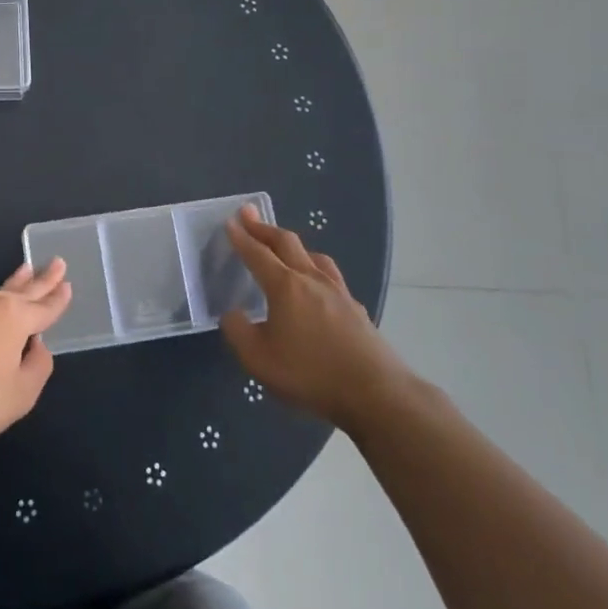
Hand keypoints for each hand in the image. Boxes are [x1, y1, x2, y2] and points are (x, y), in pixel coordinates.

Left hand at [0, 261, 71, 453]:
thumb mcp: (20, 395)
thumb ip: (37, 367)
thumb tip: (35, 346)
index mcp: (12, 318)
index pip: (43, 307)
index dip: (58, 298)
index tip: (67, 284)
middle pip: (20, 289)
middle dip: (40, 277)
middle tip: (55, 262)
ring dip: (9, 286)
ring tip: (21, 275)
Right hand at [219, 206, 406, 427]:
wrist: (376, 393)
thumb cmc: (310, 373)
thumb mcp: (258, 359)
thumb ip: (238, 332)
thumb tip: (232, 314)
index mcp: (285, 286)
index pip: (257, 253)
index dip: (241, 237)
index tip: (231, 221)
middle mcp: (311, 279)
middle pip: (287, 243)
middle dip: (264, 228)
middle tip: (249, 215)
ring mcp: (338, 292)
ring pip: (314, 255)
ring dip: (294, 245)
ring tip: (285, 246)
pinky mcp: (356, 309)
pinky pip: (331, 276)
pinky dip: (315, 268)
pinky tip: (318, 284)